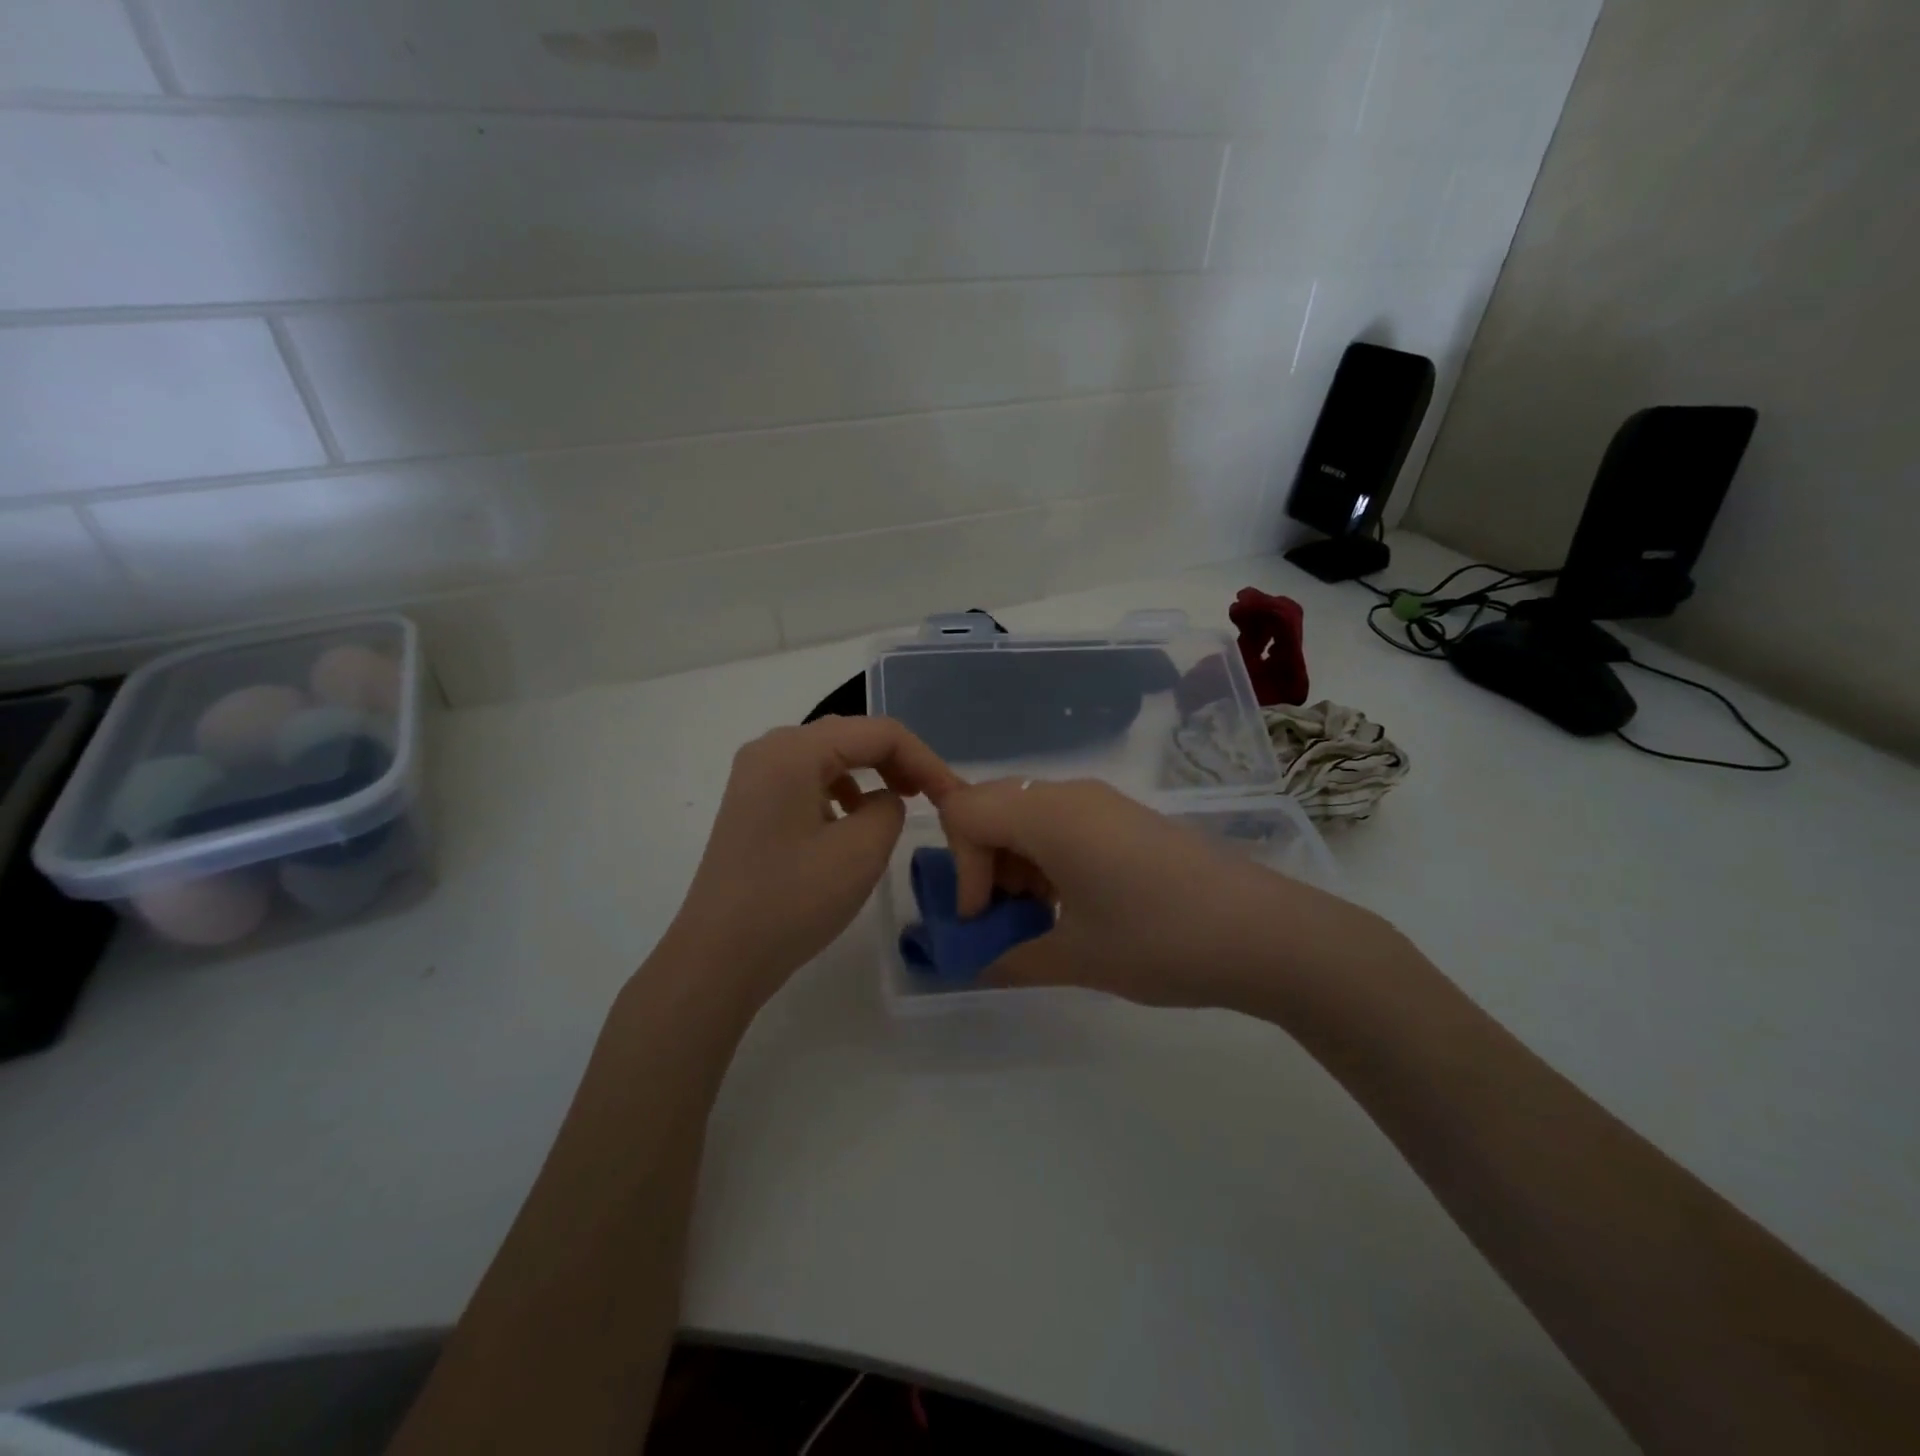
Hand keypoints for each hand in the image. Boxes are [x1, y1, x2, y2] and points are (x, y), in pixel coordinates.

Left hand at [661, 717, 963, 1011]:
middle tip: (931, 796)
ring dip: (870, 774)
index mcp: (794, 750)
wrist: (718, 957)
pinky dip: (840, 791)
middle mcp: (770, 749)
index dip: (924, 759)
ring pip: (829, 757)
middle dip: (897, 761)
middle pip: (851, 737)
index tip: (952, 796)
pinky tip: (851, 822)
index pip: (878, 732)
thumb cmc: (792, 901)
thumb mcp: (861, 852)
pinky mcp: (751, 804)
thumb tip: (885, 799)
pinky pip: (807, 780)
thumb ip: (891, 808)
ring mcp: (755, 777)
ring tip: (898, 804)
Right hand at [937, 778, 1394, 1010]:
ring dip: (1015, 861)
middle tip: (1008, 916)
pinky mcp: (1127, 817)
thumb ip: (1010, 959)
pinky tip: (1077, 903)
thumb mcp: (1077, 958)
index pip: (964, 812)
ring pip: (1026, 814)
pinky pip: (1062, 822)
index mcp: (1049, 815)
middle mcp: (1070, 794)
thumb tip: (973, 968)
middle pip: (992, 806)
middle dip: (983, 862)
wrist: (1266, 934)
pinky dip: (1047, 856)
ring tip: (1043, 916)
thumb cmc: (1160, 941)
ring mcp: (1103, 802)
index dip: (961, 868)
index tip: (987, 918)